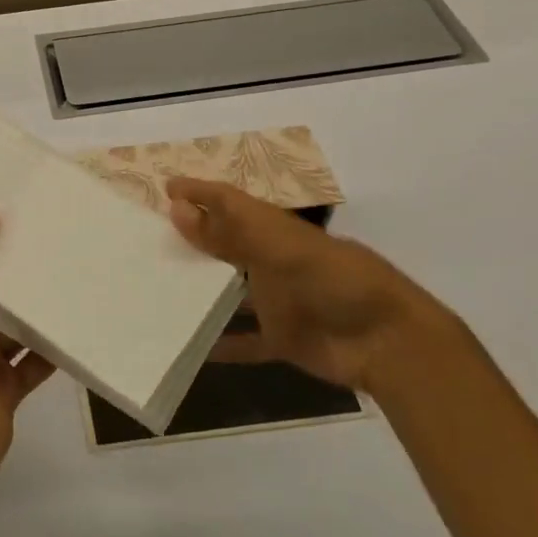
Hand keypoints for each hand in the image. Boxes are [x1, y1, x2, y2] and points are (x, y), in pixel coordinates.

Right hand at [166, 177, 450, 391]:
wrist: (391, 344)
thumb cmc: (336, 282)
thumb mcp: (278, 250)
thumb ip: (228, 233)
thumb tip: (176, 208)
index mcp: (274, 230)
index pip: (229, 202)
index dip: (199, 192)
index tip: (162, 188)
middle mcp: (272, 260)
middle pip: (225, 244)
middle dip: (192, 238)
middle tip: (146, 239)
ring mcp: (277, 300)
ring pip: (229, 291)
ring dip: (200, 290)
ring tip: (156, 290)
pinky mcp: (283, 338)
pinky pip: (244, 340)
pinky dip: (221, 343)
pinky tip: (189, 347)